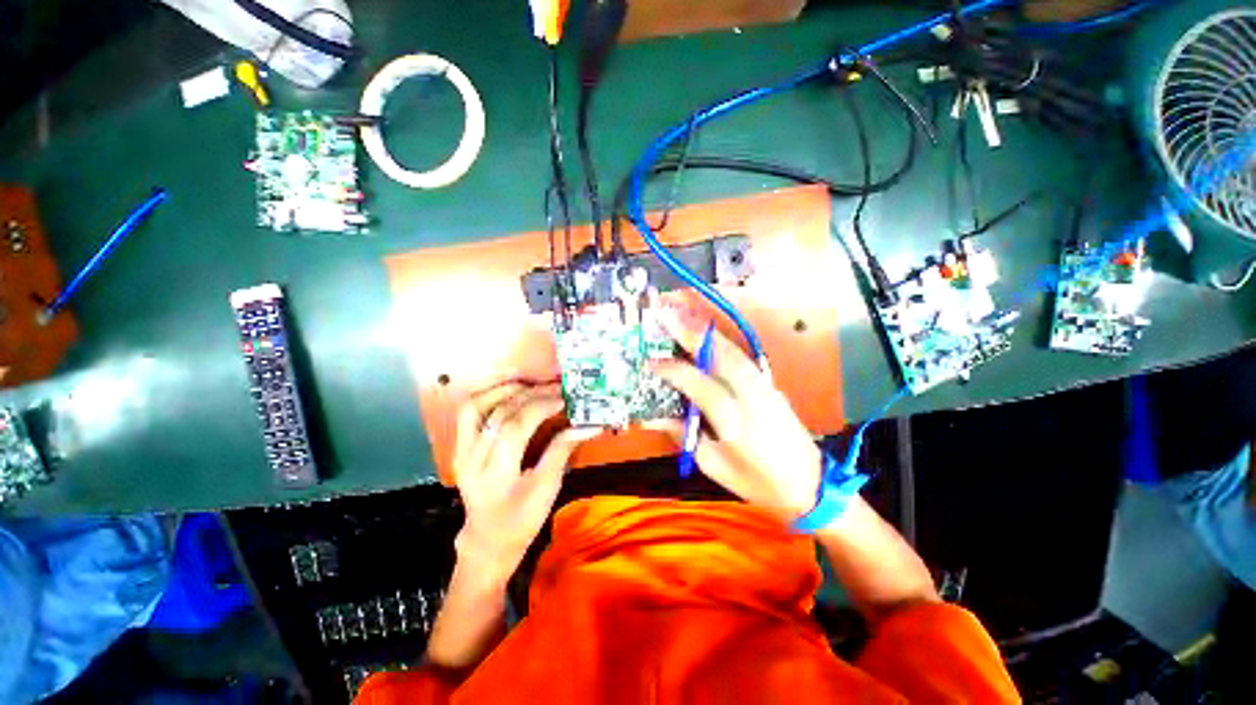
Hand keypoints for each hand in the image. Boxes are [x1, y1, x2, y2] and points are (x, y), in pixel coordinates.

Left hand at [452, 382, 597, 585]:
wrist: (488, 540)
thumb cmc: (522, 519)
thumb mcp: (547, 489)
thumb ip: (562, 451)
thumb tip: (587, 425)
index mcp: (495, 474)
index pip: (516, 426)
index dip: (541, 407)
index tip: (564, 398)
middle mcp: (472, 458)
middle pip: (499, 414)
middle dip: (530, 394)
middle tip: (555, 387)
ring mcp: (462, 451)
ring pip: (475, 407)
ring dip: (504, 389)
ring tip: (531, 383)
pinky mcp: (461, 447)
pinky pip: (469, 413)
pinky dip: (488, 396)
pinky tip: (509, 391)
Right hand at [650, 314, 822, 521]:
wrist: (811, 485)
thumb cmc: (757, 483)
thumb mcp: (713, 465)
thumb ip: (682, 434)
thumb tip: (652, 417)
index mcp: (734, 420)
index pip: (697, 383)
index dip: (671, 370)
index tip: (650, 362)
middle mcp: (751, 395)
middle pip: (719, 355)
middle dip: (690, 333)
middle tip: (665, 316)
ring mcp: (765, 386)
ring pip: (731, 350)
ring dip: (704, 331)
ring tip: (682, 316)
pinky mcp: (771, 384)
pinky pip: (741, 356)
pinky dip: (720, 342)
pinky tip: (706, 336)